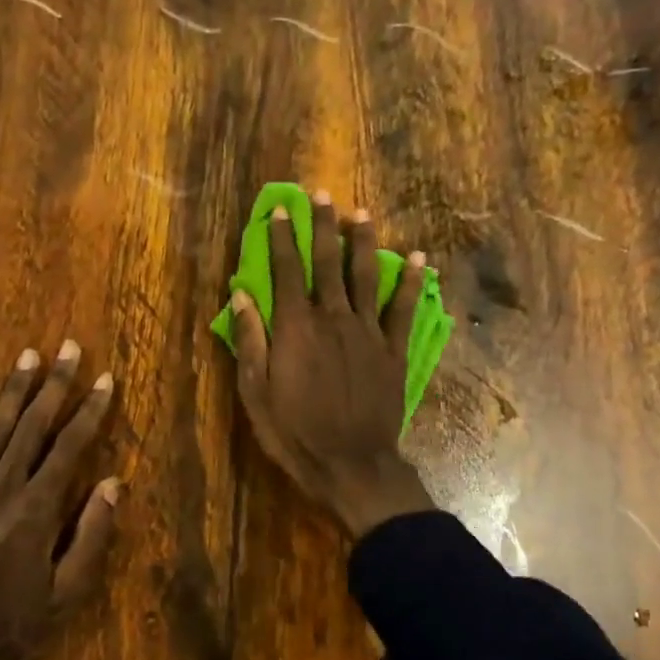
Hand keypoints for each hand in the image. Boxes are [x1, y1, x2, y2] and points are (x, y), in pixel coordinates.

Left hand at [0, 341, 119, 659]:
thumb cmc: (14, 630)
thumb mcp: (67, 594)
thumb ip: (91, 535)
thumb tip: (112, 481)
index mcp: (35, 512)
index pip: (69, 447)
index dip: (90, 410)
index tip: (105, 379)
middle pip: (31, 427)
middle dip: (54, 384)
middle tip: (68, 347)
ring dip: (12, 390)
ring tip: (28, 355)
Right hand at [230, 191, 436, 538]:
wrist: (352, 465)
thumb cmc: (295, 432)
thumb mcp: (256, 393)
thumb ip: (250, 341)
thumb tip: (241, 295)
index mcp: (296, 328)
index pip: (287, 270)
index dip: (283, 237)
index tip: (281, 208)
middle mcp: (333, 319)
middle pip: (327, 262)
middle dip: (323, 226)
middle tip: (322, 194)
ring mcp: (368, 333)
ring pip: (365, 276)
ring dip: (362, 242)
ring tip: (361, 213)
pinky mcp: (393, 351)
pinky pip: (404, 310)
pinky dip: (412, 283)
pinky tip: (418, 260)